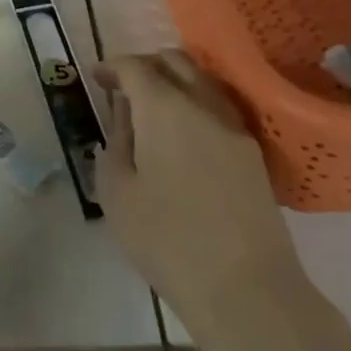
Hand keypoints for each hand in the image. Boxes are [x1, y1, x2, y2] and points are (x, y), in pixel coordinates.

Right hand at [96, 52, 305, 331]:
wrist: (246, 288)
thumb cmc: (167, 240)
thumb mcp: (117, 193)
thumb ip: (116, 142)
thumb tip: (125, 115)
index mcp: (165, 108)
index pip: (136, 67)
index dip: (112, 67)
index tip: (97, 78)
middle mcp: (204, 105)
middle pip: (176, 62)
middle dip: (146, 65)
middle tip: (123, 87)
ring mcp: (235, 129)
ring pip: (203, 82)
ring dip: (175, 81)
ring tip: (152, 108)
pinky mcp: (254, 154)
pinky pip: (220, 109)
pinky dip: (196, 104)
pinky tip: (183, 134)